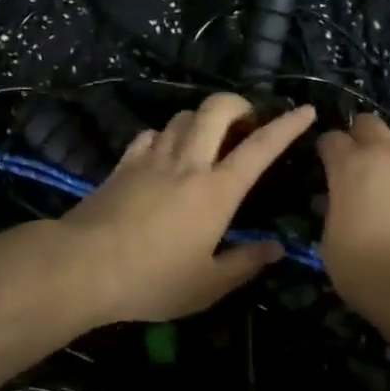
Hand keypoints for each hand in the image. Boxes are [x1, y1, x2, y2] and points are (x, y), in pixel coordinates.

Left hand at [61, 93, 316, 322]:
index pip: (260, 148)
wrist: (84, 265)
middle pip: (217, 109)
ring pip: (183, 116)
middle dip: (239, 104)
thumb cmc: (153, 279)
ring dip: (202, 120)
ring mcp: (153, 157)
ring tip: (208, 140)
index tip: (305, 111)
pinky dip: (166, 136)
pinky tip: (165, 152)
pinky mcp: (125, 162)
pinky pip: (151, 134)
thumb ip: (244, 264)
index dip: (286, 126)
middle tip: (247, 122)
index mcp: (217, 190)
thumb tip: (276, 249)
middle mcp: (189, 162)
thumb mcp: (206, 285)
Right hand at [317, 115, 389, 303]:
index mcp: (349, 166)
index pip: (331, 139)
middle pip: (368, 123)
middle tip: (359, 161)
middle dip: (359, 137)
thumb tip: (332, 202)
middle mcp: (386, 153)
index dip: (326, 150)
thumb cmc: (370, 271)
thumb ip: (331, 214)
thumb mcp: (331, 246)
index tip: (326, 164)